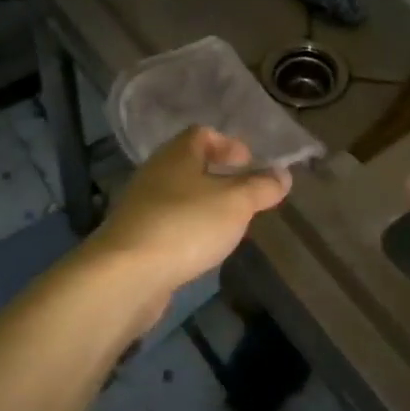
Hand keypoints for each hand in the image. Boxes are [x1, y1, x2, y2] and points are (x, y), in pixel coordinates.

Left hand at [89, 127, 289, 314]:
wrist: (125, 276)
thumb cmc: (186, 225)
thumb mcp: (236, 203)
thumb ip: (261, 187)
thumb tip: (284, 174)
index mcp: (178, 154)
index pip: (202, 134)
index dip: (228, 144)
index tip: (249, 161)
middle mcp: (156, 173)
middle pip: (189, 164)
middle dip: (218, 175)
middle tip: (244, 193)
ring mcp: (141, 207)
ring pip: (178, 196)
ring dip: (203, 205)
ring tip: (228, 223)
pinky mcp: (134, 239)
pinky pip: (167, 224)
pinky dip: (187, 230)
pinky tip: (201, 249)